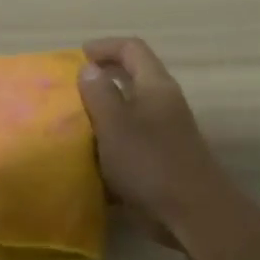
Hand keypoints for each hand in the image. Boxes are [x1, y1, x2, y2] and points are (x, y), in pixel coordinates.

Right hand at [76, 38, 226, 238]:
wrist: (191, 212)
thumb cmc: (150, 162)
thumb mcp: (115, 124)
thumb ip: (100, 93)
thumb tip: (90, 68)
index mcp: (155, 86)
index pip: (132, 49)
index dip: (104, 47)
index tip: (75, 58)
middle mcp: (163, 104)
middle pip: (131, 79)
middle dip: (100, 81)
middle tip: (69, 92)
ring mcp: (164, 133)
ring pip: (129, 113)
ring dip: (102, 116)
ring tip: (72, 126)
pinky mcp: (160, 160)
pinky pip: (130, 143)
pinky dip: (109, 146)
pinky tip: (89, 160)